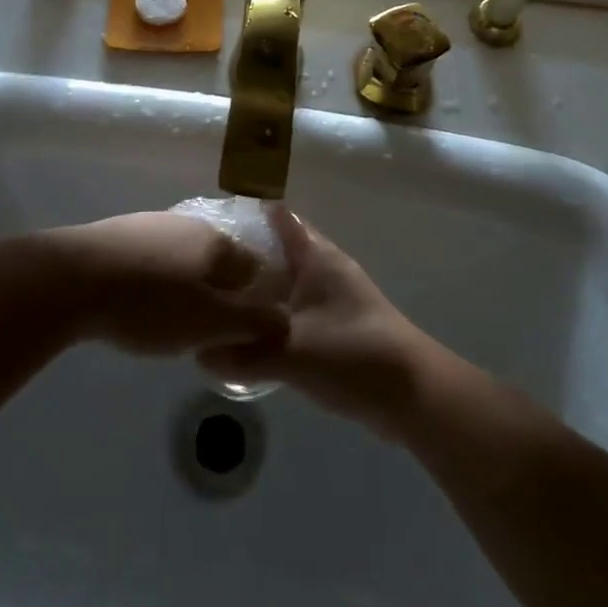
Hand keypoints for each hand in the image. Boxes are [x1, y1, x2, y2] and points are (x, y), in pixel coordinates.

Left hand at [44, 212, 290, 357]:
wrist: (72, 278)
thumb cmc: (149, 304)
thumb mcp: (209, 324)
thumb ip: (252, 323)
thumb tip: (284, 320)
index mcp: (217, 242)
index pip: (253, 268)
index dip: (250, 301)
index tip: (235, 330)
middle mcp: (191, 223)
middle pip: (217, 261)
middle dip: (216, 293)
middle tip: (199, 330)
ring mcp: (153, 223)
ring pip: (183, 258)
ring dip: (183, 287)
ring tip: (165, 321)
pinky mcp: (122, 232)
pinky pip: (152, 258)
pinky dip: (154, 280)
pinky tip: (136, 302)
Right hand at [197, 207, 430, 434]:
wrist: (411, 394)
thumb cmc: (353, 353)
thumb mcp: (291, 352)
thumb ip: (243, 354)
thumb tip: (199, 355)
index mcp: (314, 255)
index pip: (275, 217)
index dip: (244, 212)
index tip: (206, 222)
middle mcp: (319, 268)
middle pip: (272, 251)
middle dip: (238, 258)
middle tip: (196, 270)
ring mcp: (327, 298)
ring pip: (280, 284)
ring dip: (252, 292)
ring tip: (211, 302)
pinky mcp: (330, 327)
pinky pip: (288, 312)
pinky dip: (266, 318)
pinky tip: (240, 335)